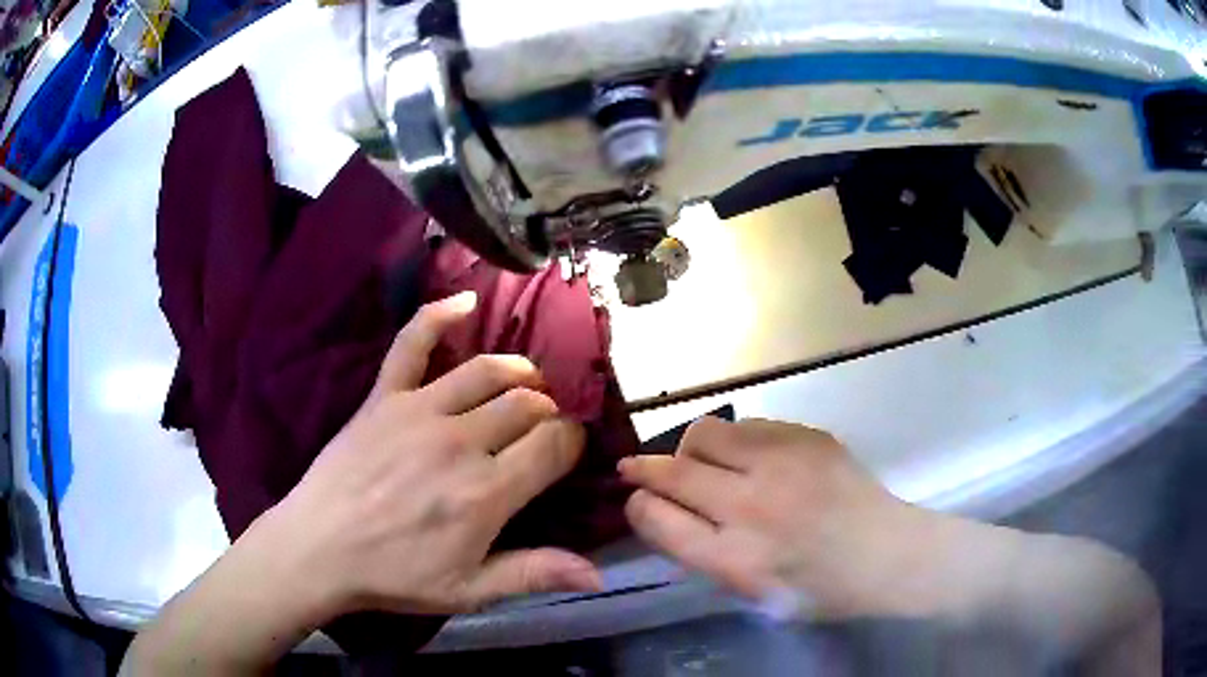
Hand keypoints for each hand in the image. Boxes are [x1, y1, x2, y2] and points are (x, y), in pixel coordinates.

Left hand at [265, 291, 602, 617]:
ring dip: (519, 373)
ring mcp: (419, 411)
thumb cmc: (394, 575)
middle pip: (527, 405)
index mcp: (486, 492)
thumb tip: (598, 577)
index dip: (571, 443)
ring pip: (488, 372)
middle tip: (543, 430)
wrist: (318, 549)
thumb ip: (534, 575)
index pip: (554, 445)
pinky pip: (412, 343)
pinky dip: (439, 315)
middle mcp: (460, 442)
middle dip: (548, 413)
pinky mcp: (384, 397)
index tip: (567, 453)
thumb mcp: (468, 590)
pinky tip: (466, 301)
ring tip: (527, 383)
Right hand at [619, 417, 941, 618]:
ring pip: (705, 433)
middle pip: (672, 470)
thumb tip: (661, 509)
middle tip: (643, 469)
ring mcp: (782, 464)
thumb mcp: (750, 591)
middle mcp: (751, 507)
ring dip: (692, 449)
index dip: (637, 504)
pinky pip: (749, 425)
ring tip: (705, 462)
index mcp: (734, 559)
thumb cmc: (817, 587)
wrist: (886, 553)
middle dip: (645, 468)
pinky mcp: (807, 436)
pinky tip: (753, 458)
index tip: (635, 498)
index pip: (656, 517)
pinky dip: (737, 441)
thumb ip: (701, 551)